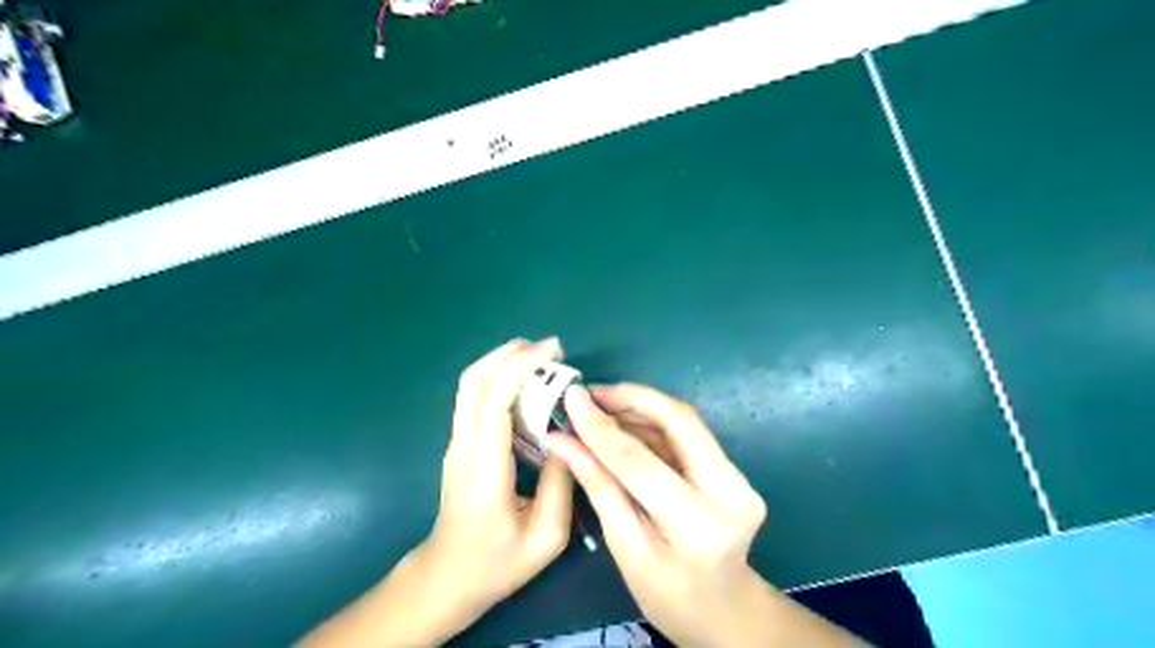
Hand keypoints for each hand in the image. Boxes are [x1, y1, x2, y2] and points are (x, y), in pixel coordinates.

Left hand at [424, 340, 571, 617]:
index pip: (493, 400)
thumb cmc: (496, 563)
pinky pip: (475, 399)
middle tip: (550, 347)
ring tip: (541, 357)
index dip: (521, 366)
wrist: (446, 578)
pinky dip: (499, 378)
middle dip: (510, 353)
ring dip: (503, 361)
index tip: (553, 351)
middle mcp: (464, 447)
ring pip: (470, 385)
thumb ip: (562, 484)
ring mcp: (457, 444)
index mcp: (484, 468)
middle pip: (474, 381)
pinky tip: (526, 384)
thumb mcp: (545, 537)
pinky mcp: (460, 445)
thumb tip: (569, 439)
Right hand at [550, 385, 866, 646]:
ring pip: (685, 422)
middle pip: (679, 421)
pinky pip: (689, 435)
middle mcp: (731, 492)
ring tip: (601, 405)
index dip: (601, 427)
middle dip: (632, 397)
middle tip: (592, 392)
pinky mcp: (735, 472)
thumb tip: (560, 439)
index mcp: (697, 524)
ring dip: (641, 407)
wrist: (721, 607)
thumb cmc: (665, 591)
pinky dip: (654, 424)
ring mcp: (740, 479)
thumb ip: (597, 484)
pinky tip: (625, 421)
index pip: (641, 462)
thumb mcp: (623, 544)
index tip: (572, 397)